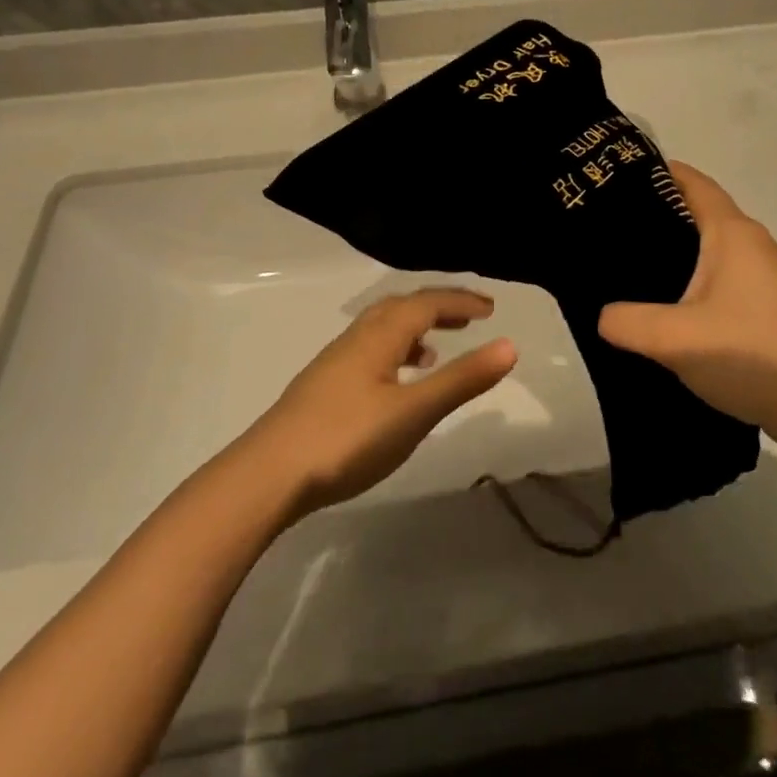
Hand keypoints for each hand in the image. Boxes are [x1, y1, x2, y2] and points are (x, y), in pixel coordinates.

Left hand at [246, 288, 515, 516]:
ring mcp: (334, 362)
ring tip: (436, 349)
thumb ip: (461, 379)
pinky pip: (368, 351)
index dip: (459, 301)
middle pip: (401, 308)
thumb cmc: (347, 439)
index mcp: (379, 336)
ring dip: (413, 329)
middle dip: (437, 307)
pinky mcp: (323, 387)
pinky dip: (393, 353)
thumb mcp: (414, 412)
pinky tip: (395, 385)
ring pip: (381, 329)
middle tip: (469, 317)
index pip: (426, 303)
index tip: (490, 307)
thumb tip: (509, 345)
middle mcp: (356, 339)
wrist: (268, 475)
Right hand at [598, 163, 776, 441]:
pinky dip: (697, 276)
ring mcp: (768, 275)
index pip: (694, 184)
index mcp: (733, 234)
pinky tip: (673, 303)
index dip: (660, 172)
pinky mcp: (772, 304)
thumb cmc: (748, 355)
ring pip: (715, 247)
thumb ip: (625, 322)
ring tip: (636, 264)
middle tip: (614, 226)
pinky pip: (726, 274)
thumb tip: (604, 316)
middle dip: (661, 212)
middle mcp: (754, 244)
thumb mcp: (672, 338)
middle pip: (703, 212)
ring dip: (680, 248)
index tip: (620, 175)